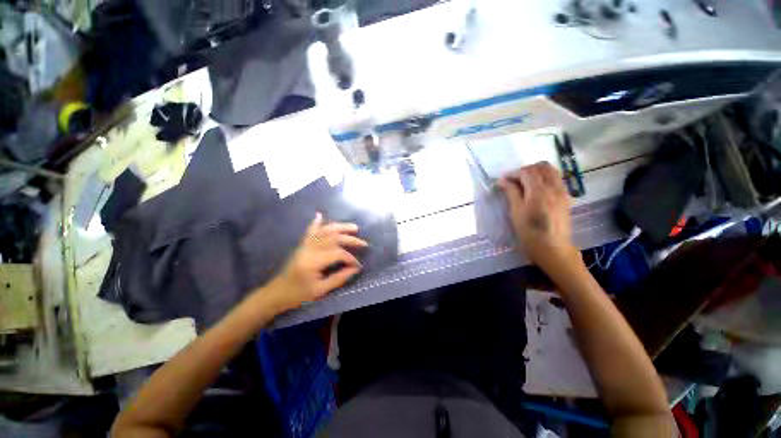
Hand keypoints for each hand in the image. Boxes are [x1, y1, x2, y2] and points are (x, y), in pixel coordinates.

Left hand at [266, 213, 367, 311]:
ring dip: (340, 227)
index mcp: (313, 261)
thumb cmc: (298, 294)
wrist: (276, 293)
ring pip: (325, 231)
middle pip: (333, 238)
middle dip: (350, 239)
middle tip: (364, 243)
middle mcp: (309, 249)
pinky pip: (310, 231)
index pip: (337, 253)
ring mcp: (305, 245)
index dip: (350, 258)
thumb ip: (339, 278)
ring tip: (354, 227)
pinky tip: (319, 214)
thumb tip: (356, 269)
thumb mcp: (320, 291)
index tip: (358, 265)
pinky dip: (316, 222)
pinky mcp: (302, 244)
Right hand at [498, 162, 579, 270]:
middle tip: (514, 181)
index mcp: (539, 191)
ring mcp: (562, 192)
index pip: (526, 172)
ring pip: (551, 171)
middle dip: (526, 170)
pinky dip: (545, 178)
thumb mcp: (516, 212)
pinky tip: (536, 190)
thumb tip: (503, 181)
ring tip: (525, 183)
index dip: (513, 173)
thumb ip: (511, 193)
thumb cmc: (530, 233)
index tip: (503, 180)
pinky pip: (556, 179)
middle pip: (541, 166)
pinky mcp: (566, 198)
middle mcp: (553, 187)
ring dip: (537, 172)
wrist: (553, 249)